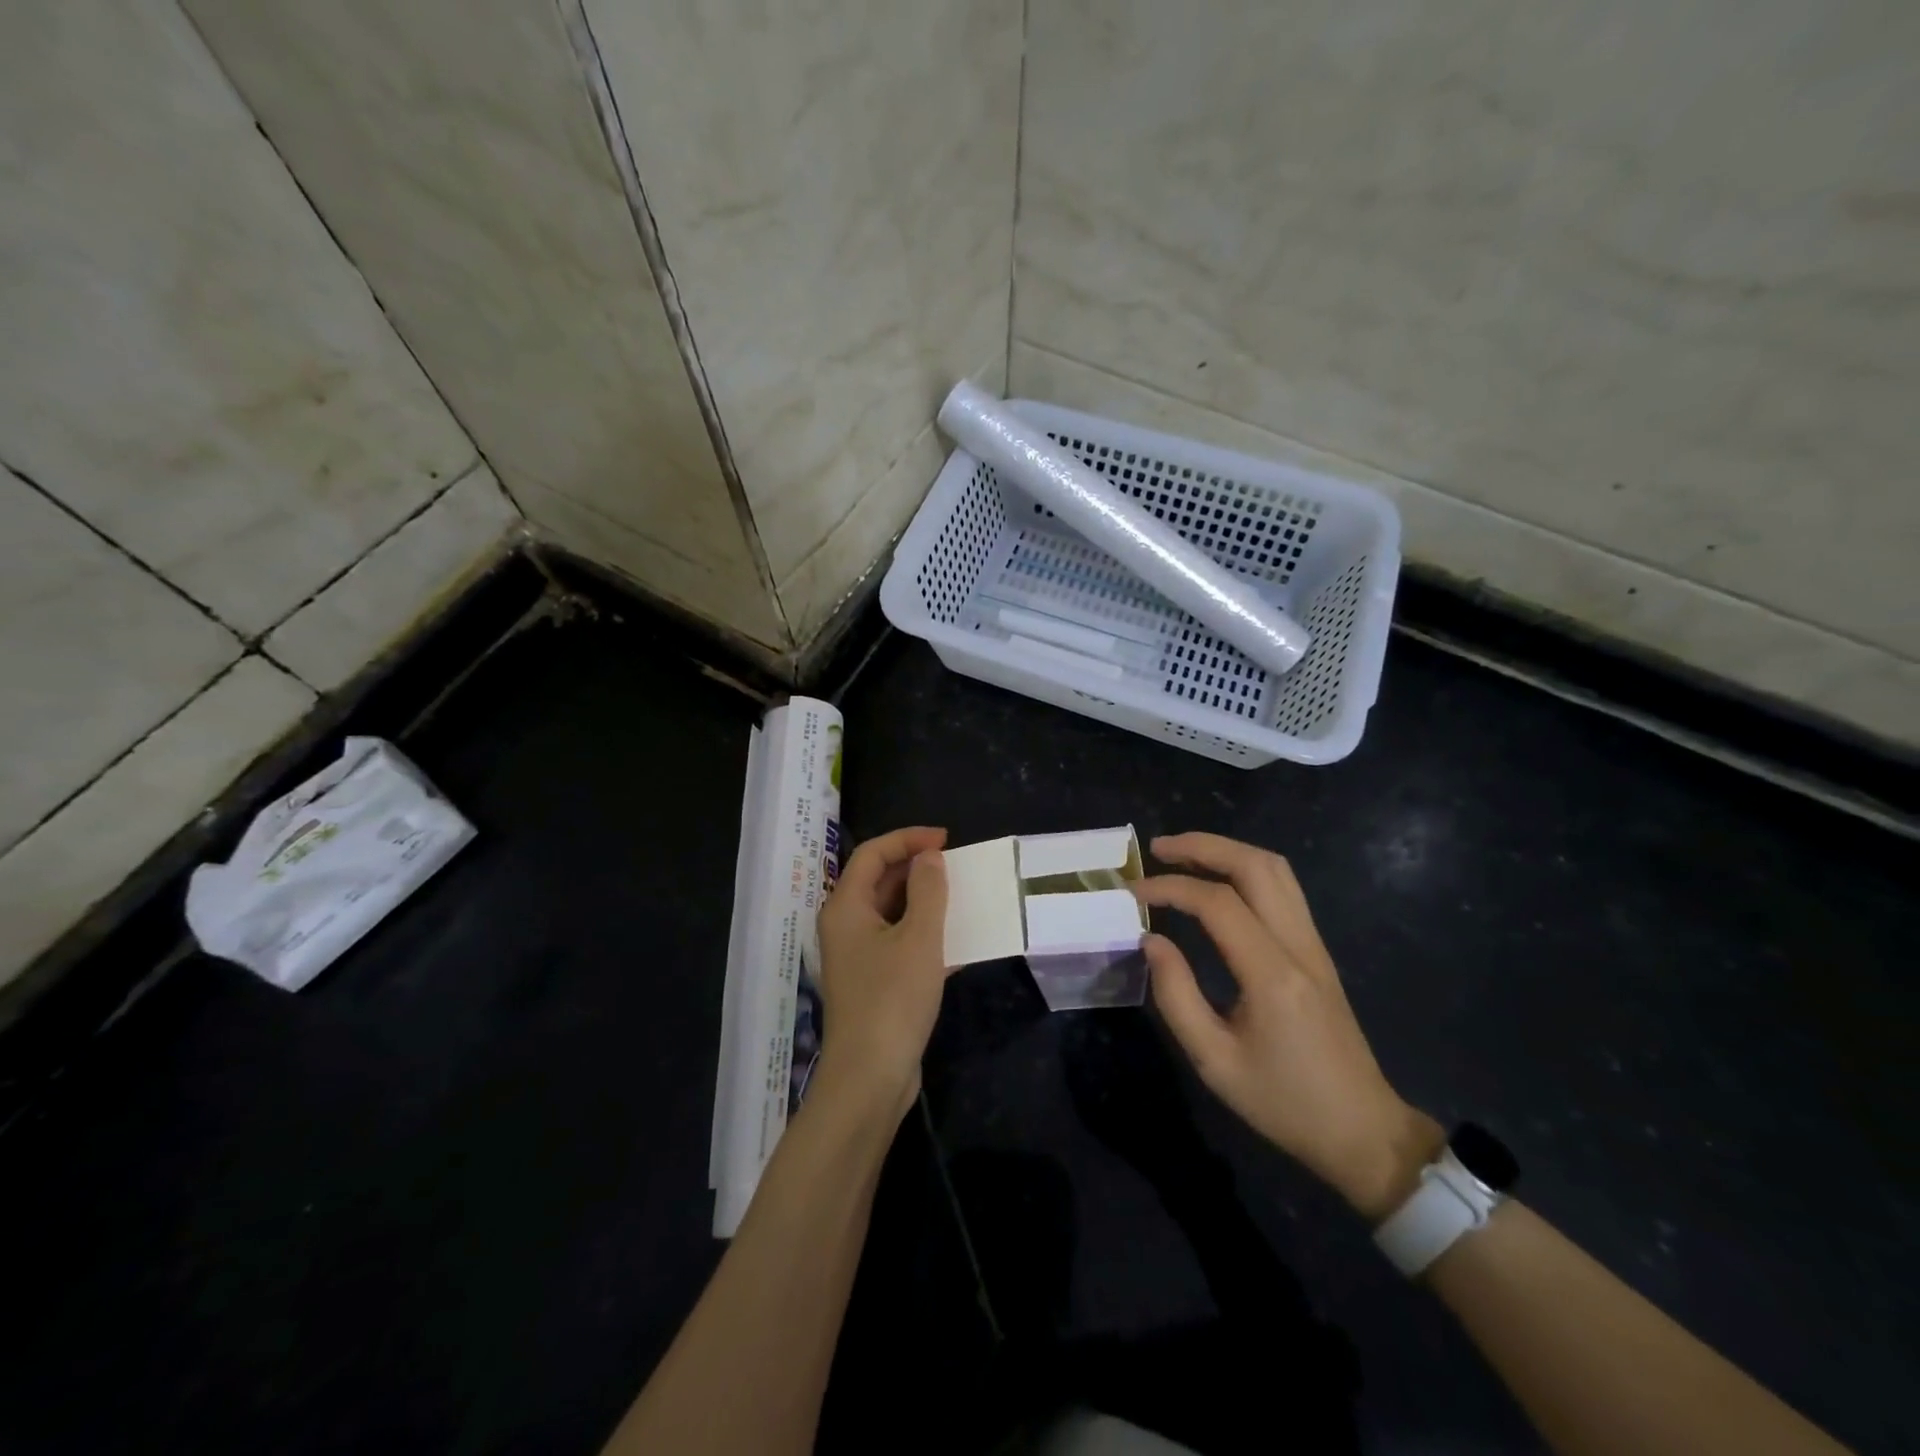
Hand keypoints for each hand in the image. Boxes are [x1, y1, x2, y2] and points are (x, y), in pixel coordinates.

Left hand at [814, 826, 950, 1119]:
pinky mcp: (874, 982)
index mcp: (846, 906)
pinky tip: (959, 943)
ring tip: (962, 897)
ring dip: (925, 902)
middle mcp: (846, 925)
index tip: (946, 840)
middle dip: (917, 869)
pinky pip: (899, 943)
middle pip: (879, 881)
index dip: (908, 839)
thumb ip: (928, 891)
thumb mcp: (919, 938)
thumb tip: (929, 857)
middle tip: (956, 867)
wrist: (870, 1077)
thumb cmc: (892, 999)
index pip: (873, 854)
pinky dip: (925, 935)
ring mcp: (858, 956)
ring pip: (892, 913)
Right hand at [1135, 833, 1442, 1221]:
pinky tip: (1218, 882)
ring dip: (1227, 851)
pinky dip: (1245, 870)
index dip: (1170, 888)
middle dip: (1203, 846)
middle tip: (1158, 849)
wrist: (1362, 1131)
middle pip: (1255, 866)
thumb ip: (1175, 995)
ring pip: (1275, 870)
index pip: (1217, 903)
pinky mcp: (1318, 952)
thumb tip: (1151, 940)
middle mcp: (1299, 946)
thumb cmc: (1283, 1103)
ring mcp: (1315, 945)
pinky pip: (1284, 889)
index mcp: (1272, 974)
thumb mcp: (1214, 1061)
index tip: (1133, 894)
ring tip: (1183, 856)